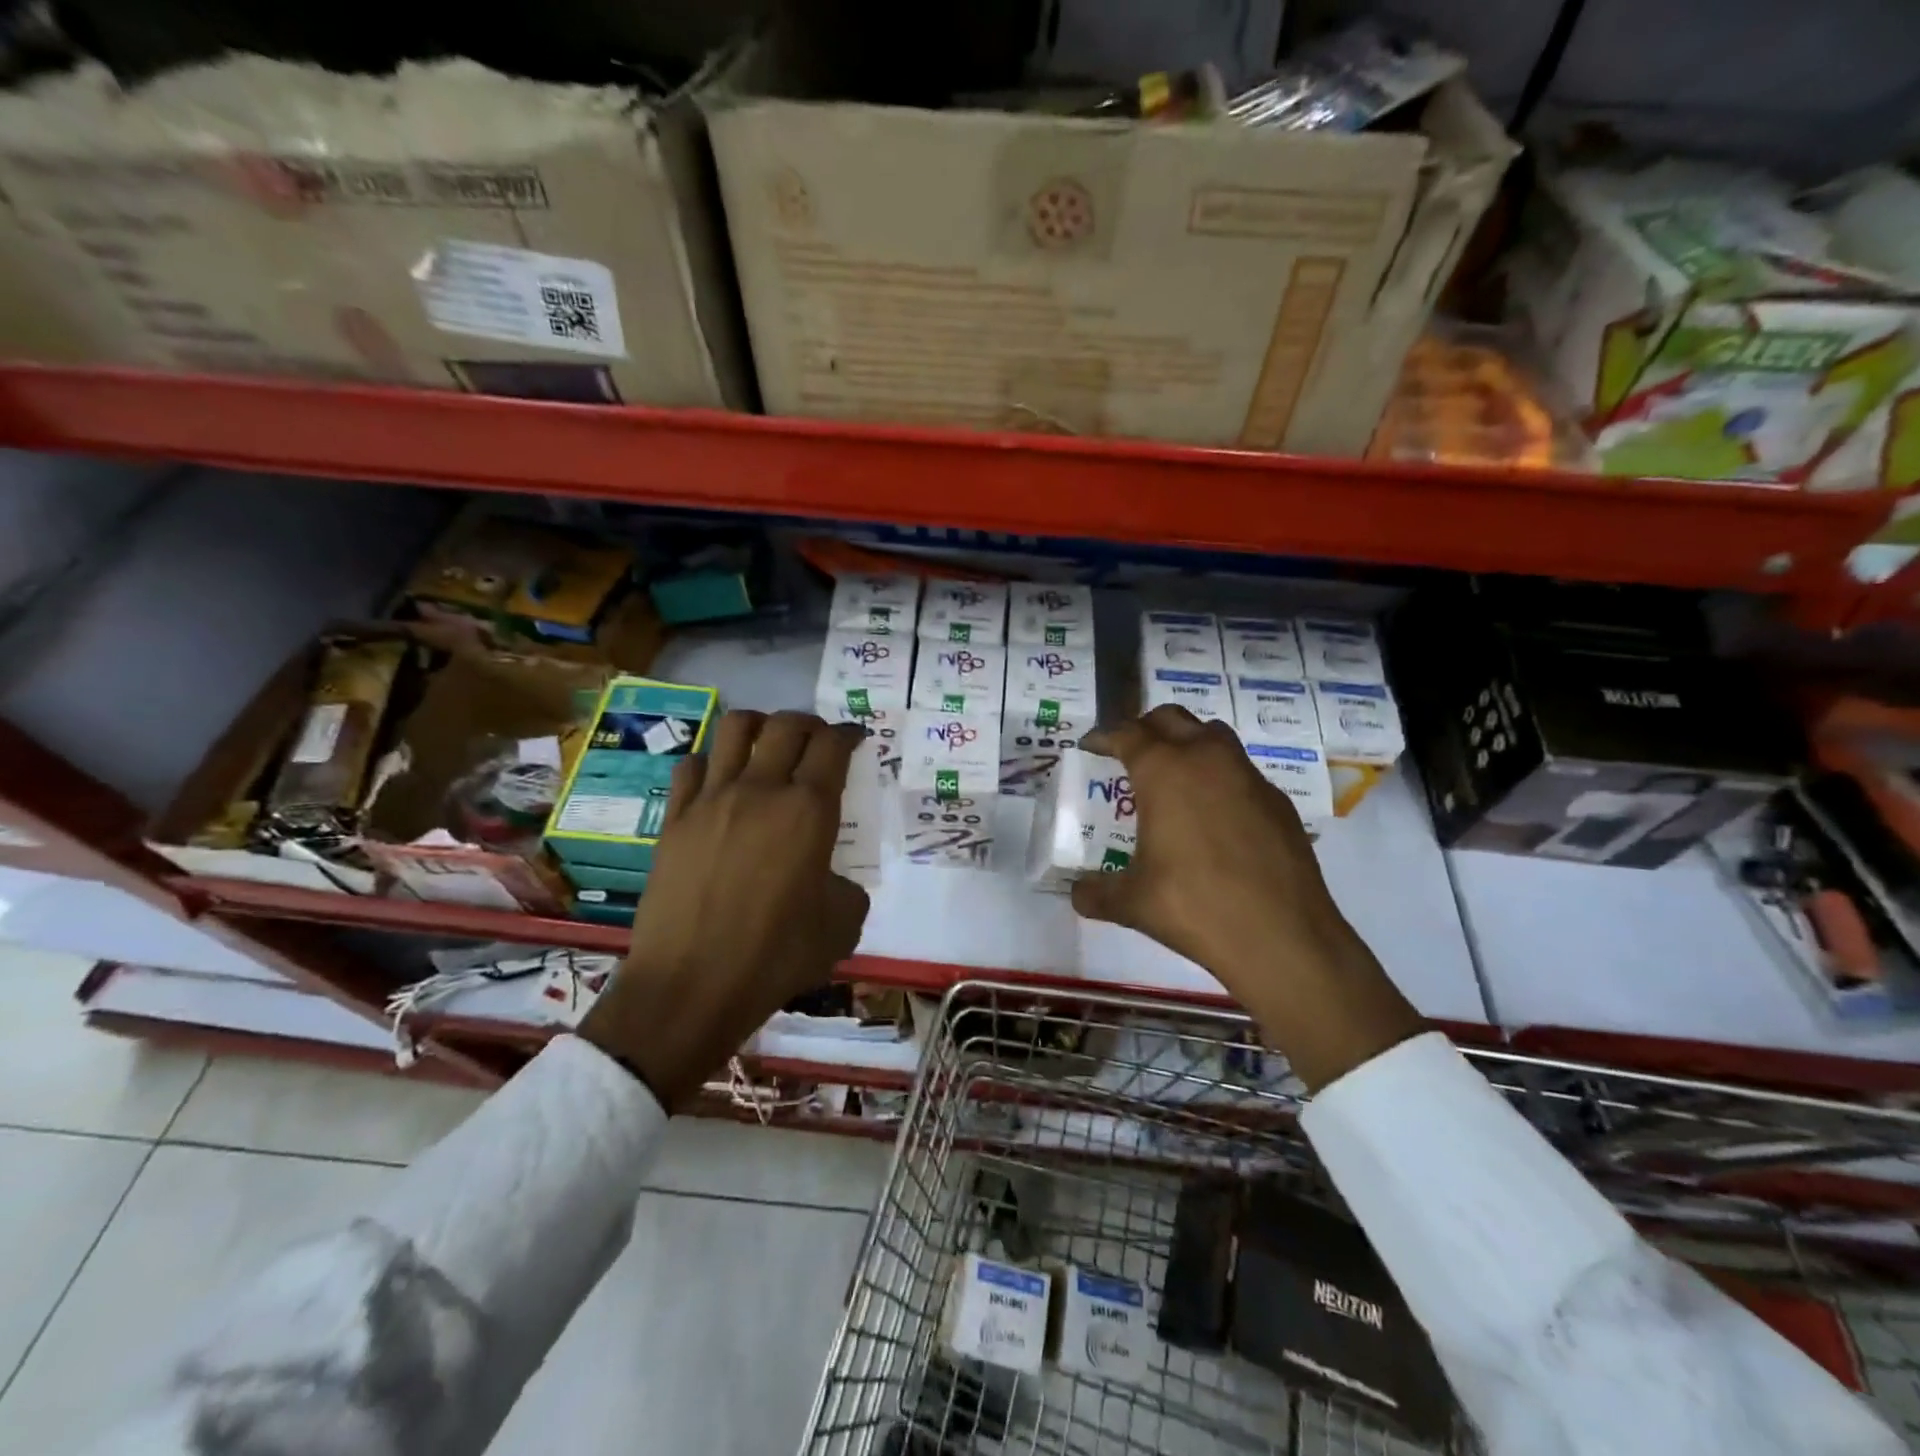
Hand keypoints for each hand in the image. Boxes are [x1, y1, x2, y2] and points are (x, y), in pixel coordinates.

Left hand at [579, 710, 870, 1105]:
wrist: (691, 985)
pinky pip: (693, 765)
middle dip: (809, 723)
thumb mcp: (842, 925)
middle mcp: (761, 790)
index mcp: (809, 810)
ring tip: (767, 745)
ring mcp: (712, 799)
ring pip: (735, 728)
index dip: (849, 733)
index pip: (833, 745)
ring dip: (760, 726)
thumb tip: (830, 879)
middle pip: (786, 725)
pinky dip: (713, 761)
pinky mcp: (675, 818)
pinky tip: (720, 781)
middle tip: (817, 740)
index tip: (855, 737)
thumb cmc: (776, 956)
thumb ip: (847, 888)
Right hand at [1071, 706, 1422, 1090]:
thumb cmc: (1194, 907)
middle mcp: (1207, 759)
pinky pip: (1240, 771)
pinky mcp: (1278, 801)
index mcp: (1164, 771)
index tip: (1090, 746)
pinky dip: (1219, 777)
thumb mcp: (1132, 903)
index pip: (1127, 733)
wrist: (1282, 936)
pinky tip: (1214, 817)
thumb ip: (1096, 893)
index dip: (1103, 736)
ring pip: (1212, 735)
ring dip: (1187, 743)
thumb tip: (1077, 893)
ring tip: (1172, 777)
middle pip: (1171, 719)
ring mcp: (1248, 776)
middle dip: (1145, 728)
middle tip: (1129, 754)